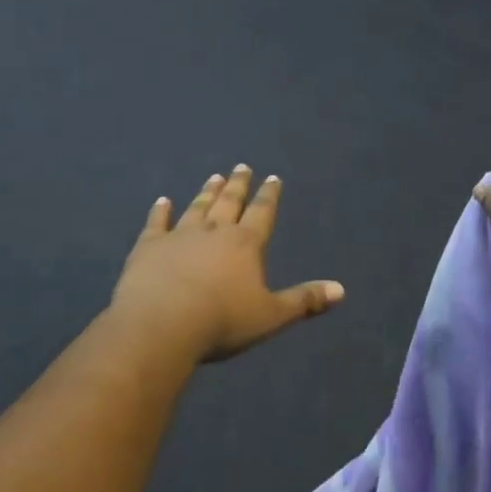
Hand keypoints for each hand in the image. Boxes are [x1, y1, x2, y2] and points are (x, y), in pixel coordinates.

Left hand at [111, 166, 343, 362]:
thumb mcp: (270, 315)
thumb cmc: (222, 322)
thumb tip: (341, 290)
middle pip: (229, 203)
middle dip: (238, 184)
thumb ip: (304, 301)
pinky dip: (160, 211)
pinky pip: (157, 223)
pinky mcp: (149, 247)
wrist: (161, 324)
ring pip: (198, 207)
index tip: (273, 178)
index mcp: (246, 244)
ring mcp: (180, 236)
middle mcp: (215, 231)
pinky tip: (162, 201)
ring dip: (207, 192)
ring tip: (214, 177)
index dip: (269, 196)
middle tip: (242, 167)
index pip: (262, 213)